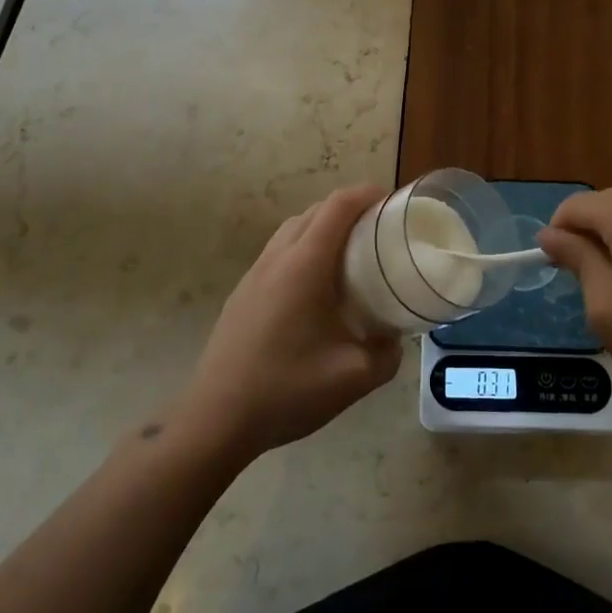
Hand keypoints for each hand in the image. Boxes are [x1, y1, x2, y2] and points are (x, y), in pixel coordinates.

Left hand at [177, 186, 400, 461]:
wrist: (216, 418)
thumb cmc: (288, 389)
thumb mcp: (354, 378)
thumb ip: (387, 355)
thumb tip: (395, 340)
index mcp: (306, 264)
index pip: (339, 206)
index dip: (367, 194)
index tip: (393, 202)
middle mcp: (278, 257)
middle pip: (316, 211)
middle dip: (349, 208)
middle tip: (379, 230)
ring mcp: (255, 273)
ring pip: (293, 229)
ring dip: (323, 227)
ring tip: (350, 254)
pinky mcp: (242, 292)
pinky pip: (278, 252)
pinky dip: (303, 248)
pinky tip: (315, 287)